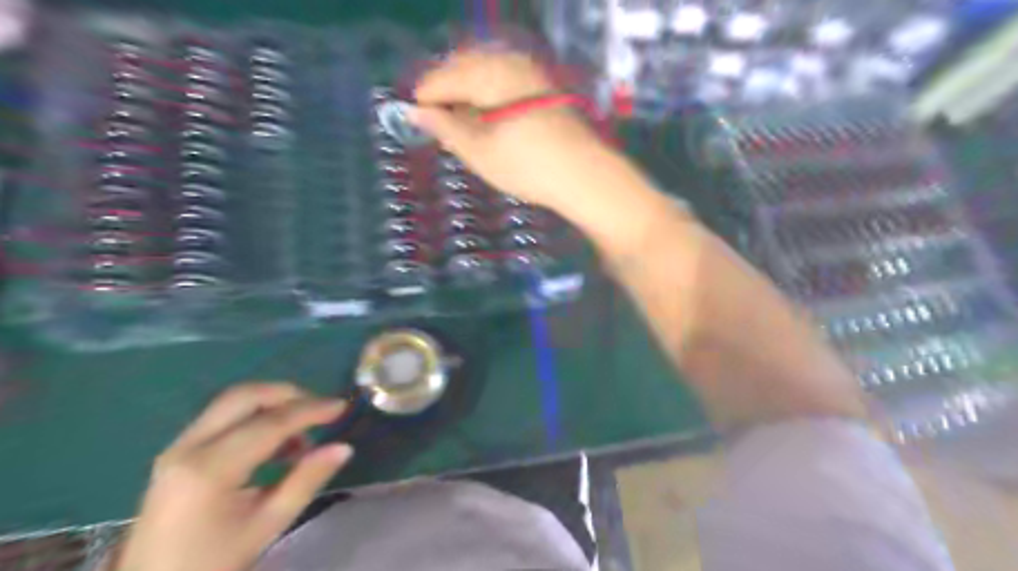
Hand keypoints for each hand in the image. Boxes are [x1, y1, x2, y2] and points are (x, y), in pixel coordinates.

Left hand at [114, 381, 355, 570]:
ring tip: (301, 435)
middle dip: (288, 395)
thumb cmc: (213, 563)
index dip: (311, 410)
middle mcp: (188, 447)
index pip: (270, 422)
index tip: (342, 406)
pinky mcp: (177, 452)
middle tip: (320, 411)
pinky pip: (222, 417)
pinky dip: (254, 417)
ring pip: (232, 402)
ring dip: (272, 404)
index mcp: (210, 469)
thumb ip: (306, 480)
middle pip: (244, 396)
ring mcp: (178, 447)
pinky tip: (274, 444)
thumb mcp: (267, 525)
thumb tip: (343, 447)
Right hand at [410, 49, 610, 211]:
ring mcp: (528, 71)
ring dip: (466, 93)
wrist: (585, 174)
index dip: (425, 99)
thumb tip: (414, 113)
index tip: (414, 120)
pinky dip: (487, 95)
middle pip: (462, 68)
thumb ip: (444, 129)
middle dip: (445, 93)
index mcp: (486, 74)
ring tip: (461, 125)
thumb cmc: (527, 166)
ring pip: (483, 72)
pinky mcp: (543, 85)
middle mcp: (507, 61)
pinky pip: (503, 79)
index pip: (442, 78)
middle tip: (437, 124)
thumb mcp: (479, 152)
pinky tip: (488, 118)